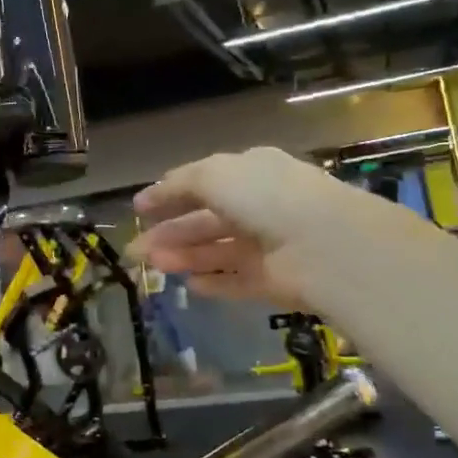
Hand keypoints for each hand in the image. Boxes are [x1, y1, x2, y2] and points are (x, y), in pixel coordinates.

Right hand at [127, 147, 372, 307]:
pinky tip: (189, 286)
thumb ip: (178, 185)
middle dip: (170, 233)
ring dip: (185, 257)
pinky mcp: (275, 280)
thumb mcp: (213, 175)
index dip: (170, 195)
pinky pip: (237, 280)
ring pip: (218, 251)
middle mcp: (260, 206)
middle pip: (206, 220)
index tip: (139, 210)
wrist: (322, 243)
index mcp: (250, 172)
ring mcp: (268, 245)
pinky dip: (214, 282)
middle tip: (135, 250)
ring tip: (153, 266)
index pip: (204, 182)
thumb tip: (149, 195)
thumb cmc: (264, 196)